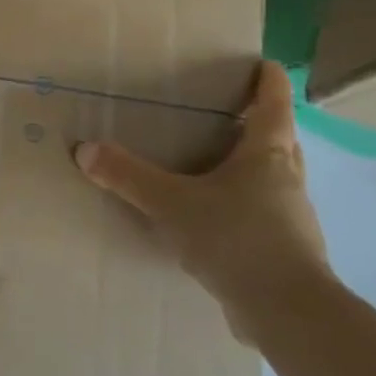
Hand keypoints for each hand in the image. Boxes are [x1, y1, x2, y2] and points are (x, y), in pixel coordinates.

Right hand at [74, 61, 334, 342]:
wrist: (287, 311)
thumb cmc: (235, 239)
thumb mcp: (170, 202)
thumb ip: (127, 175)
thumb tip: (84, 149)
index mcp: (267, 156)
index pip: (273, 107)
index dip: (270, 83)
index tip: (266, 64)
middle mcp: (286, 180)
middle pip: (280, 141)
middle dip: (262, 123)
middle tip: (233, 110)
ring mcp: (290, 217)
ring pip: (274, 178)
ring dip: (253, 165)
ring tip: (216, 161)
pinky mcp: (284, 250)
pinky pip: (263, 211)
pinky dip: (243, 202)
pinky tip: (215, 215)